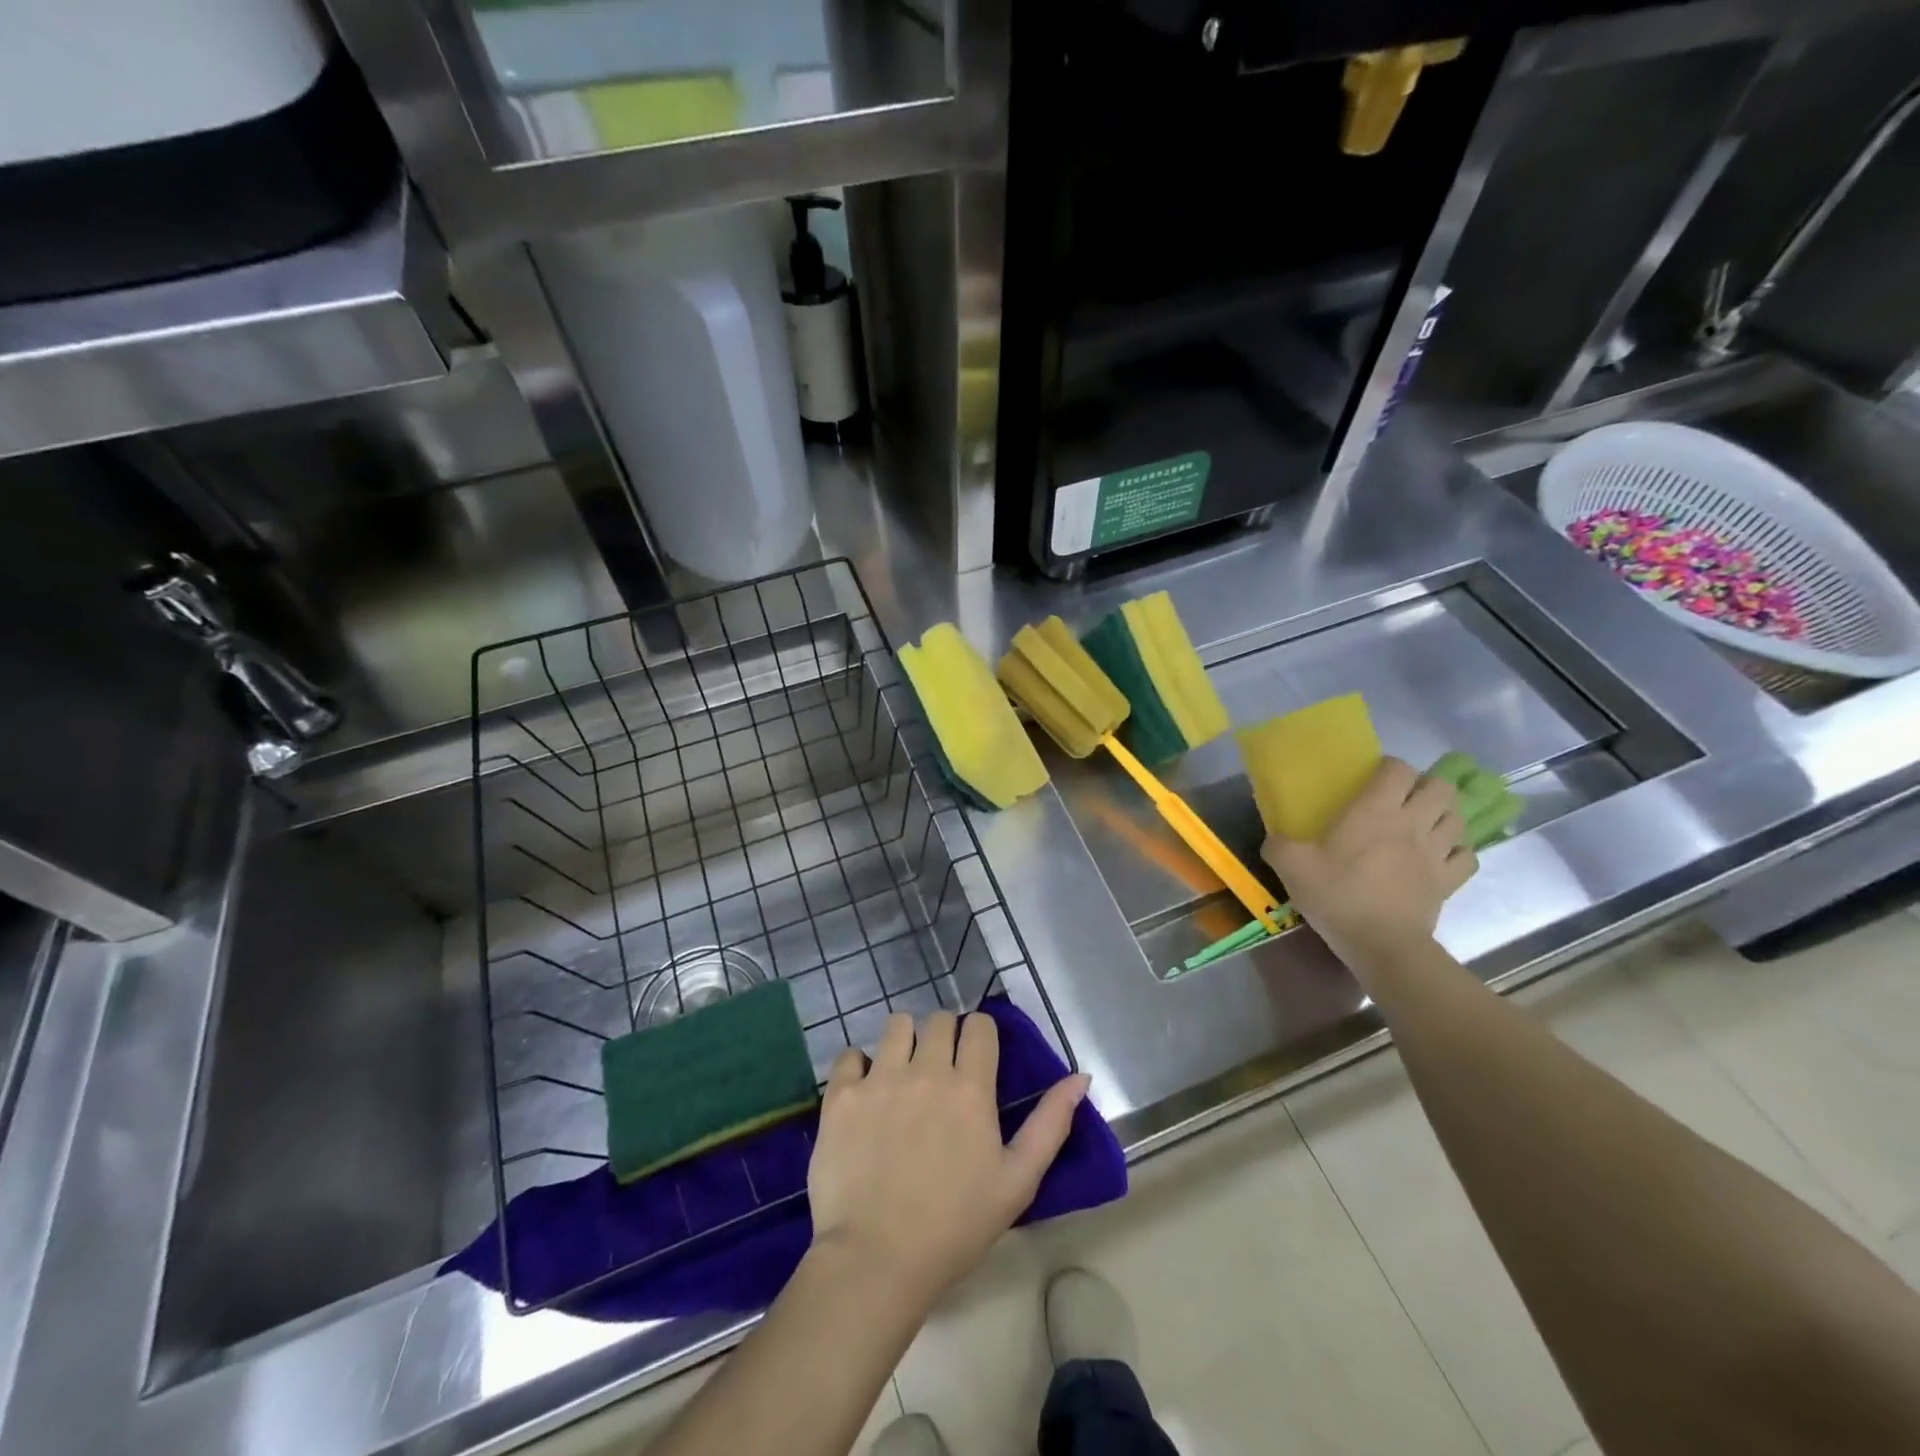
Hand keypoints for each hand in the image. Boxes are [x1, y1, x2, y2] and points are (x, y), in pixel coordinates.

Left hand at [807, 1011, 1089, 1311]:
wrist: (877, 1261)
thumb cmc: (955, 1226)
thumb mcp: (1018, 1181)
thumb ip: (1051, 1123)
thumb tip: (1081, 1076)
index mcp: (971, 1087)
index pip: (980, 1025)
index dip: (980, 1036)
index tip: (976, 1058)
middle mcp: (926, 1070)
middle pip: (939, 1020)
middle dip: (944, 1037)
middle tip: (940, 1071)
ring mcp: (880, 1079)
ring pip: (897, 1025)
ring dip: (904, 1042)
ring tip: (902, 1074)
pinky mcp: (842, 1095)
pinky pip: (850, 1054)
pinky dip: (859, 1065)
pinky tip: (864, 1092)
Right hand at [1261, 757, 1474, 976]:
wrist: (1382, 944)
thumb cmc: (1338, 896)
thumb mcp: (1291, 867)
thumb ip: (1278, 845)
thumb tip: (1273, 839)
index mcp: (1375, 810)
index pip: (1399, 769)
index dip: (1389, 768)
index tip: (1372, 779)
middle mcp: (1413, 822)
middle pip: (1440, 787)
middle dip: (1425, 787)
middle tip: (1402, 800)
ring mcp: (1437, 852)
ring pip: (1457, 818)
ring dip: (1443, 816)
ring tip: (1423, 825)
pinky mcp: (1449, 880)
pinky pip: (1466, 855)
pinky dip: (1456, 852)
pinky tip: (1439, 857)